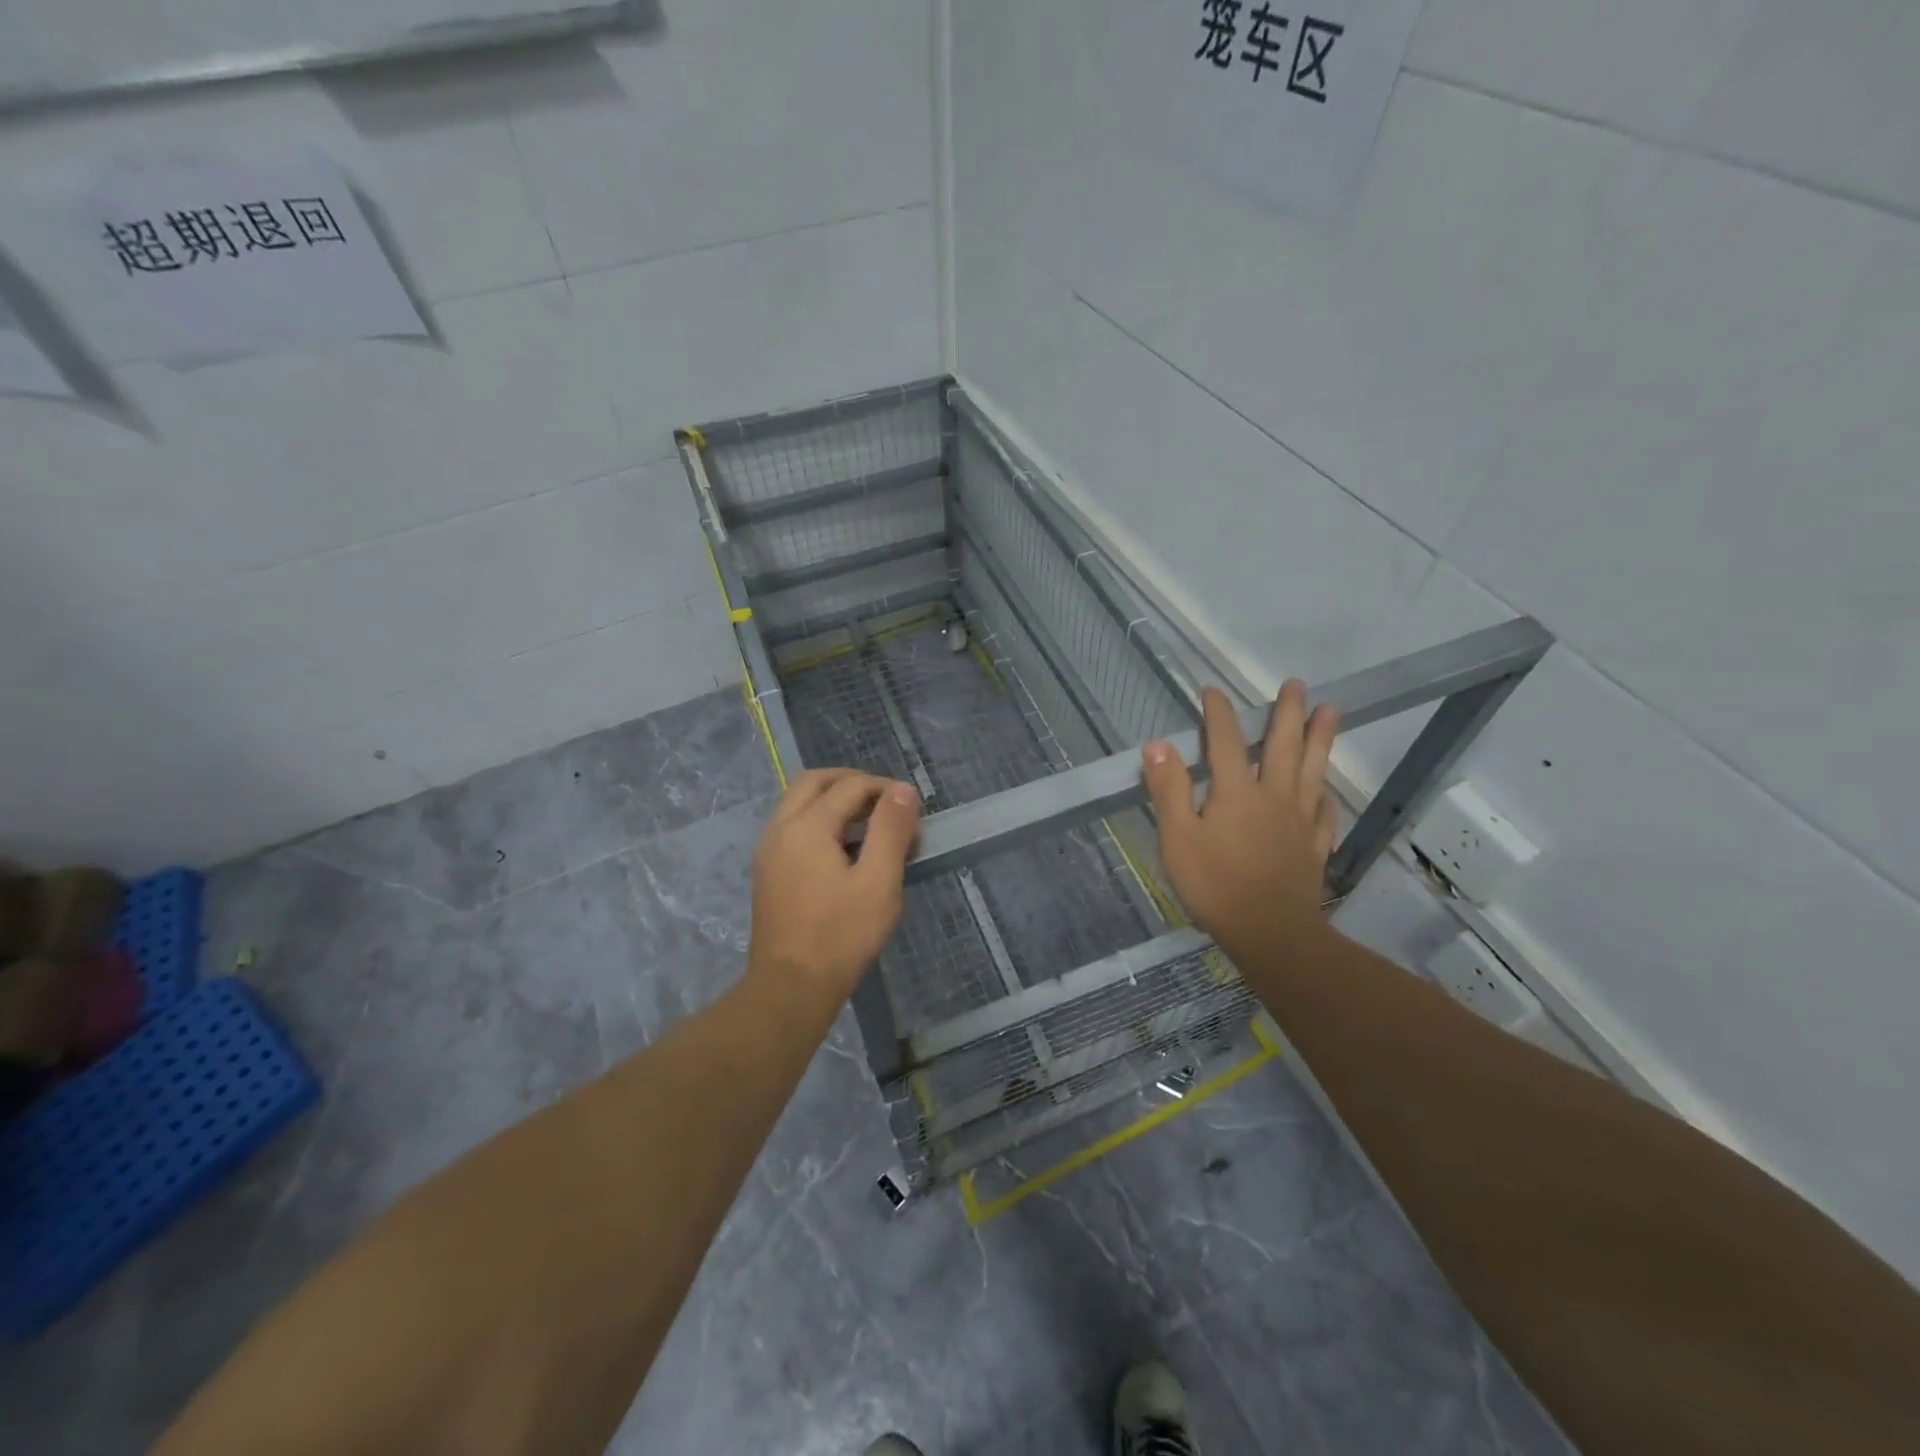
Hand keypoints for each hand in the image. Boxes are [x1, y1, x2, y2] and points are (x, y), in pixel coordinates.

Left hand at [746, 768, 920, 1005]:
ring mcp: (769, 850)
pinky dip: (820, 820)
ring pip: (799, 802)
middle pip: (815, 782)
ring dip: (835, 800)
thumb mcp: (879, 881)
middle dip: (853, 783)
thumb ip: (891, 829)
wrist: (790, 988)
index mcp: (807, 826)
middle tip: (886, 803)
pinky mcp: (768, 871)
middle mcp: (780, 828)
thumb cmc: (841, 936)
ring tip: (871, 824)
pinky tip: (845, 849)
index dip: (885, 789)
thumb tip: (903, 790)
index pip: (850, 786)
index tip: (913, 810)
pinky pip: (793, 825)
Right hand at [1141, 681, 1338, 957]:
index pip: (1226, 741)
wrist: (1271, 932)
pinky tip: (1325, 788)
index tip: (1213, 690)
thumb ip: (1169, 789)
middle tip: (1297, 684)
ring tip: (1332, 711)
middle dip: (1288, 712)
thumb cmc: (1215, 885)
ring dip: (1321, 738)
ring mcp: (1300, 821)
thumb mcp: (1178, 838)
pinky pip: (1324, 810)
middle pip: (1283, 746)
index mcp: (1236, 792)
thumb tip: (1157, 745)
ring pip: (1313, 770)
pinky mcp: (1314, 846)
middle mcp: (1274, 796)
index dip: (1219, 713)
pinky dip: (1325, 793)